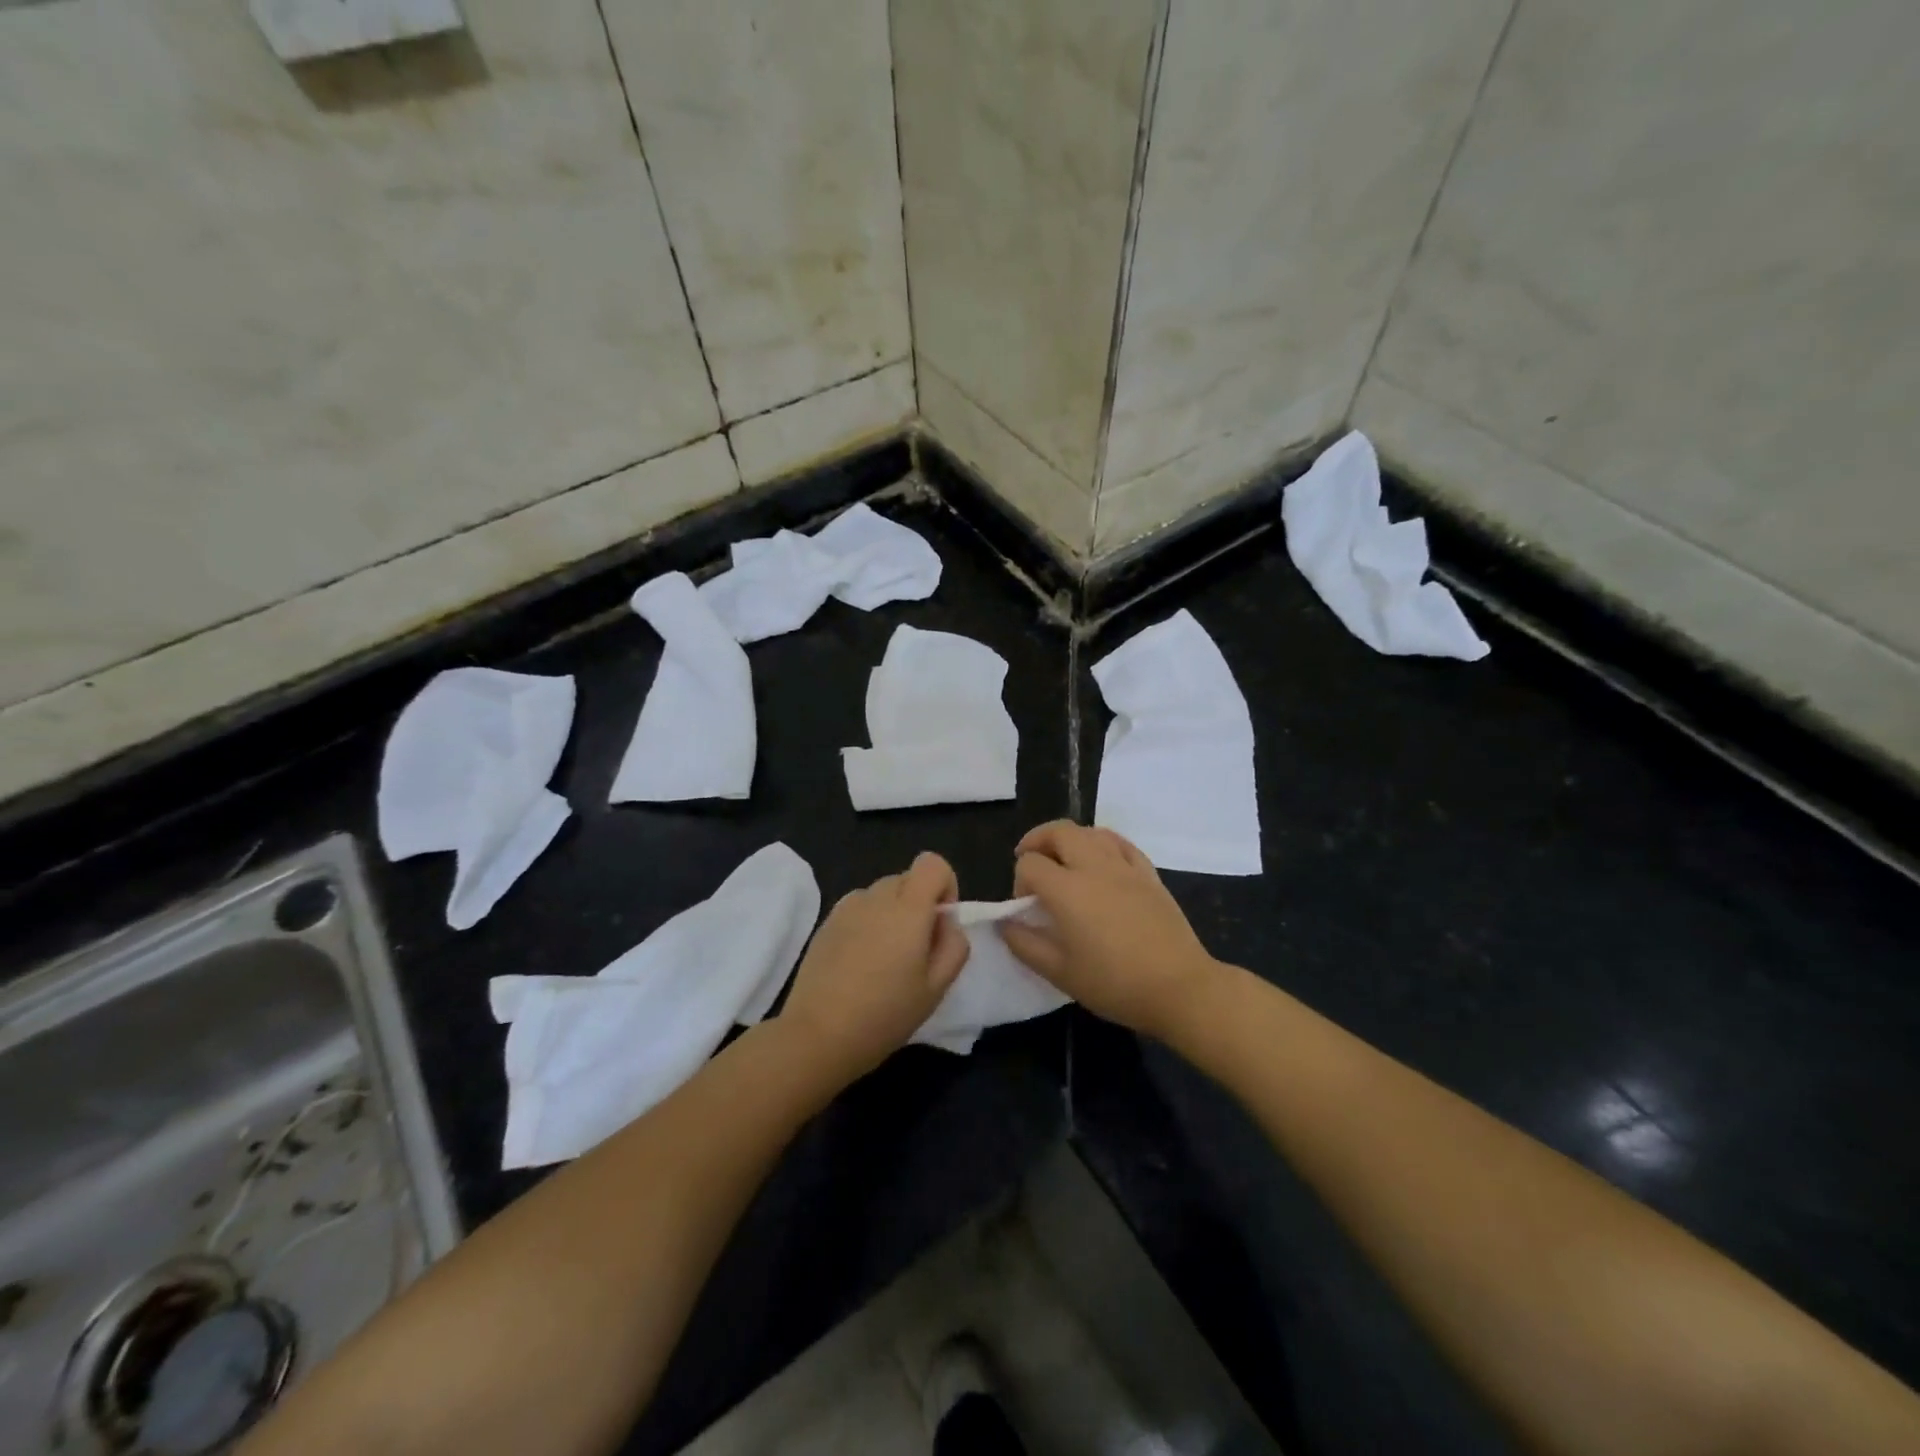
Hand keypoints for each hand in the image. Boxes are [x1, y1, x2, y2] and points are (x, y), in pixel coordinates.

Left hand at [779, 852, 970, 1081]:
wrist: (817, 1035)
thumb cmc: (885, 1014)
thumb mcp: (937, 988)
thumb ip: (954, 946)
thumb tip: (946, 922)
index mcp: (908, 908)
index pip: (932, 863)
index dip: (945, 886)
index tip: (940, 923)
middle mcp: (875, 897)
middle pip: (907, 878)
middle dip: (919, 904)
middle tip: (915, 951)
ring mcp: (846, 907)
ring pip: (882, 894)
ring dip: (892, 914)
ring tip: (884, 960)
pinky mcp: (826, 922)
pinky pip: (859, 909)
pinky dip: (868, 924)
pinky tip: (859, 963)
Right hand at [998, 822, 1222, 1042]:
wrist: (1179, 987)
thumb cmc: (1114, 984)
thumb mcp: (1060, 973)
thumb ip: (1025, 945)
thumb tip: (1004, 924)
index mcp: (1067, 890)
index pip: (1030, 864)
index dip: (1019, 881)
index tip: (1027, 908)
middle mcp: (1094, 867)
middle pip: (1058, 832)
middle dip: (1037, 842)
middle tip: (1032, 861)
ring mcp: (1125, 866)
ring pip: (1090, 831)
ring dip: (1069, 839)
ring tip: (1063, 859)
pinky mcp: (1149, 873)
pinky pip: (1121, 843)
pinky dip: (1102, 842)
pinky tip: (1100, 859)